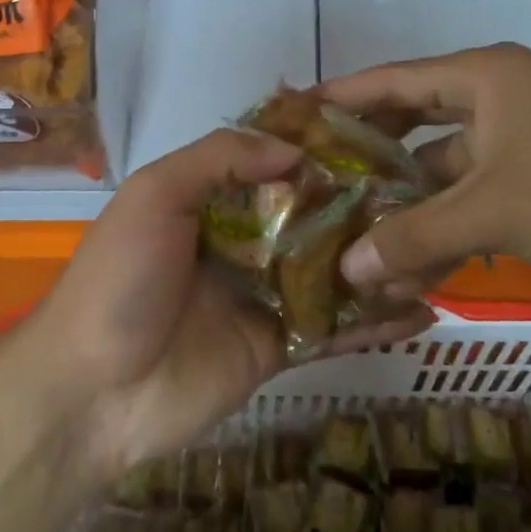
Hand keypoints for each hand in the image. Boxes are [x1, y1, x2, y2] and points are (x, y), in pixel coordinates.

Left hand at [24, 129, 434, 482]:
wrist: (92, 392)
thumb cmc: (120, 278)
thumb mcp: (156, 195)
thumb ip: (219, 159)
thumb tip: (295, 149)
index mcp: (212, 201)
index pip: (276, 166)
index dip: (320, 153)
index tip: (377, 139)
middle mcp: (243, 242)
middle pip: (313, 218)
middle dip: (362, 207)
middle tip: (426, 194)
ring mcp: (263, 297)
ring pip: (332, 272)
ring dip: (377, 262)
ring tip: (438, 250)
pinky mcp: (278, 349)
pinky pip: (333, 330)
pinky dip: (375, 324)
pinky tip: (423, 313)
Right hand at [323, 43, 530, 301]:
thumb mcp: (497, 212)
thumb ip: (416, 237)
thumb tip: (347, 268)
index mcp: (482, 77)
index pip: (390, 80)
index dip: (338, 98)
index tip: (289, 118)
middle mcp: (495, 95)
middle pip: (411, 120)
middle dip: (367, 155)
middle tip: (312, 181)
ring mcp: (520, 136)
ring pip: (443, 165)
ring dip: (407, 200)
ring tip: (352, 231)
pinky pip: (474, 190)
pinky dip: (446, 219)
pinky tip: (413, 256)